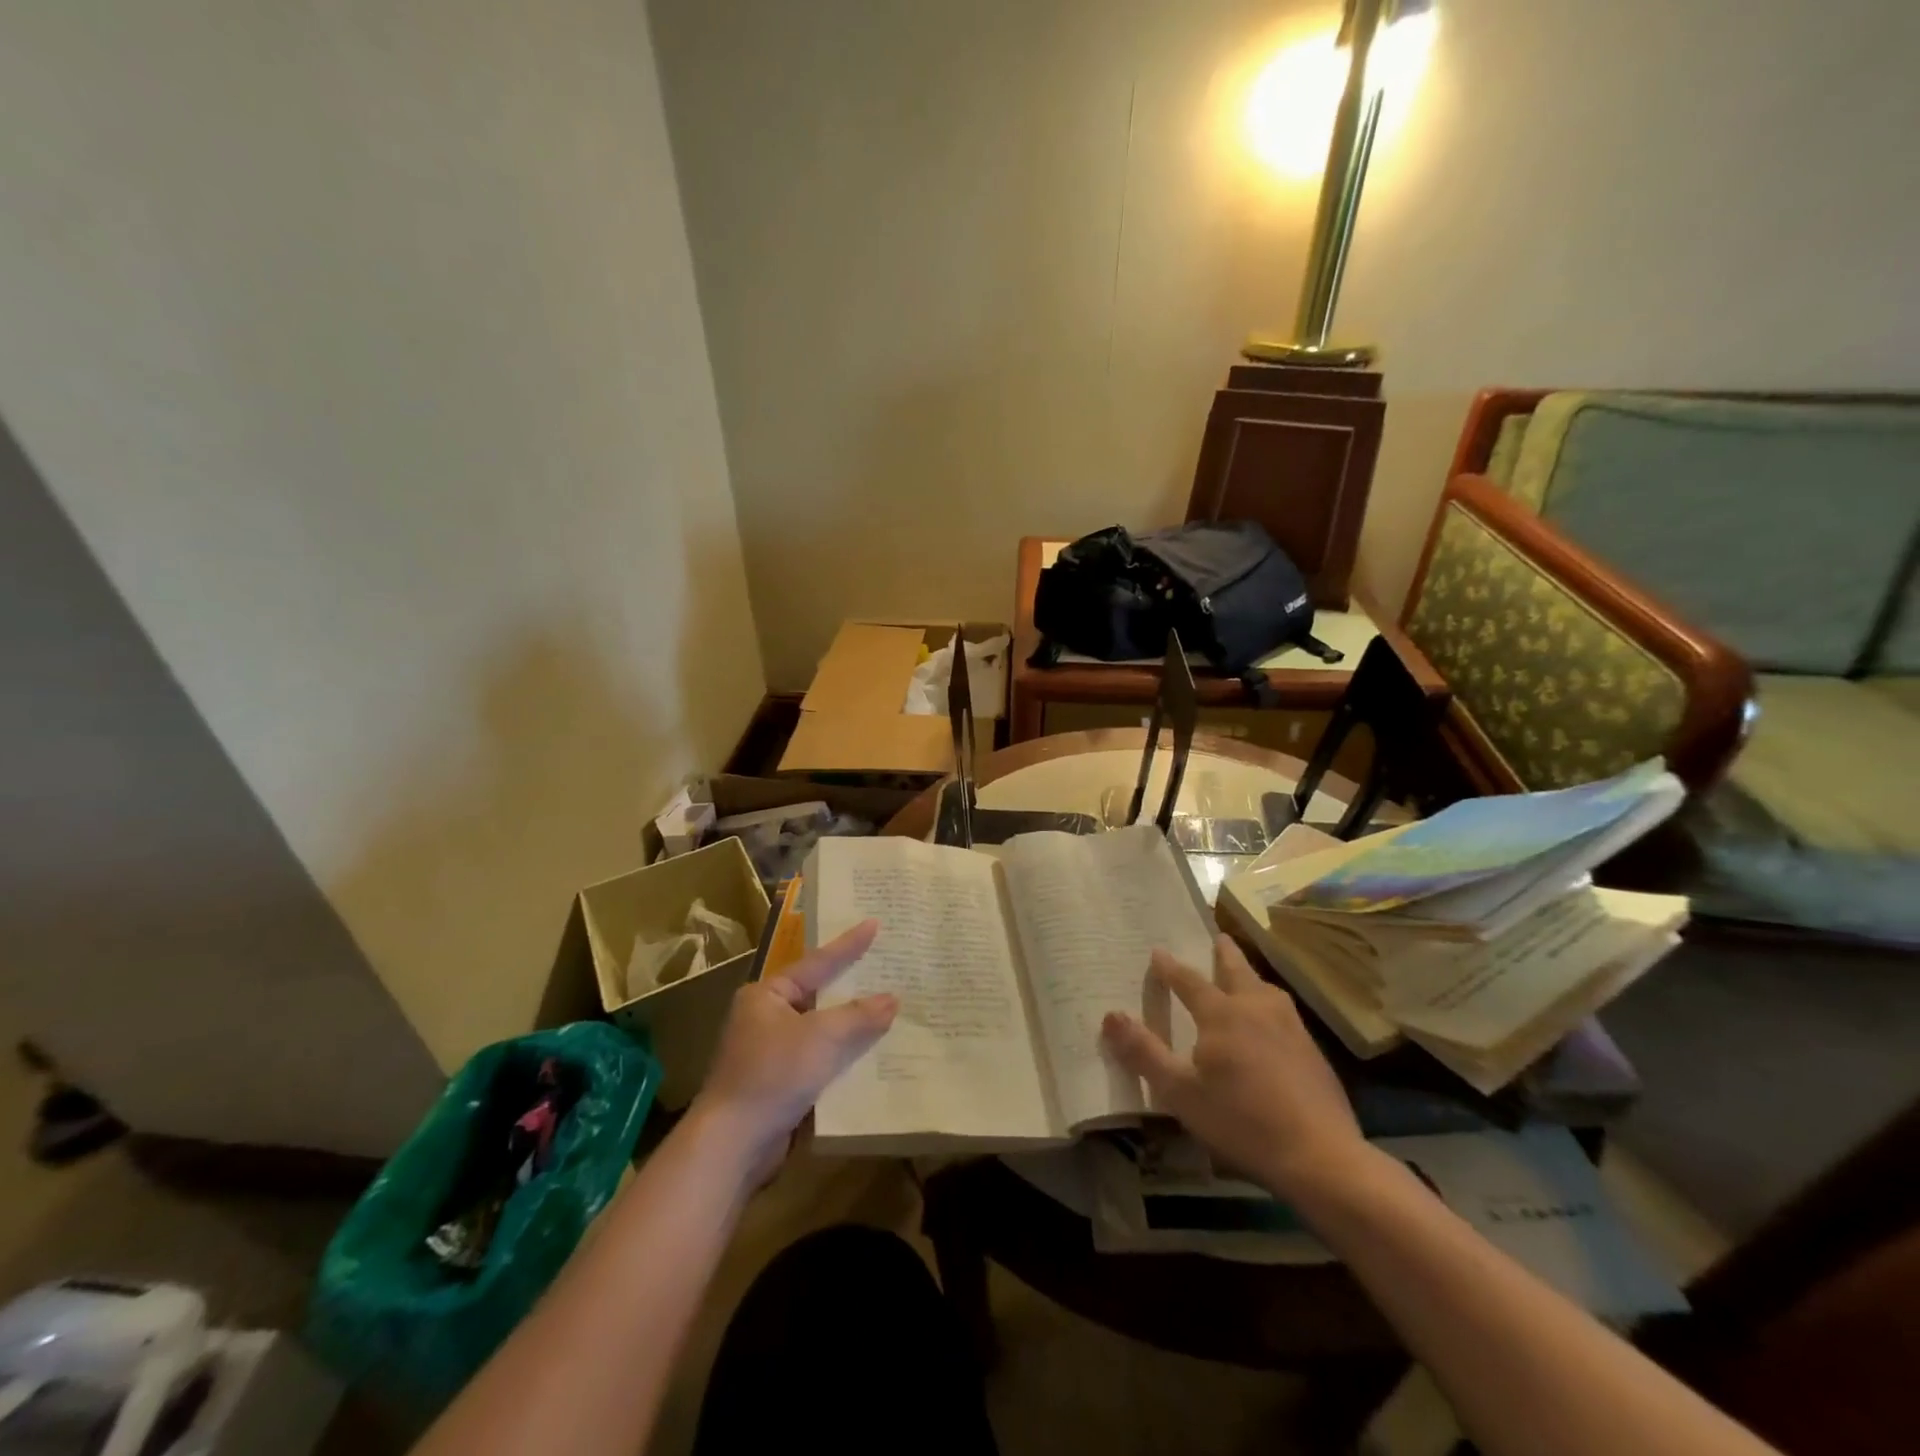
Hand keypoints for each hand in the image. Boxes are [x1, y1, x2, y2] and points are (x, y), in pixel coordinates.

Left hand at [692, 919, 896, 1178]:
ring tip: (889, 1009)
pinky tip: (871, 1056)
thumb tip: (892, 999)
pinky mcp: (779, 1084)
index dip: (848, 945)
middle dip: (853, 987)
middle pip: (819, 995)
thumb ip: (859, 1015)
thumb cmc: (773, 1074)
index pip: (816, 963)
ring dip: (851, 1026)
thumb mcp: (822, 1037)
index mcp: (767, 994)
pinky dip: (842, 1057)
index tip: (874, 923)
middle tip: (886, 965)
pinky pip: (819, 1059)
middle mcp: (766, 1017)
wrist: (733, 1145)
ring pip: (821, 1030)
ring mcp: (771, 1052)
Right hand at [1102, 934, 1368, 1201]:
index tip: (1158, 951)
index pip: (1188, 980)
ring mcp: (1290, 1027)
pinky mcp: (1312, 1050)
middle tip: (1217, 936)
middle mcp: (1257, 1008)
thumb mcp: (1180, 1092)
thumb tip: (1110, 1015)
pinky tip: (1271, 1021)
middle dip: (1223, 952)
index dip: (1170, 967)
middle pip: (1236, 970)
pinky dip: (1268, 1002)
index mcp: (1222, 1013)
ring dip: (1249, 976)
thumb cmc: (1241, 1120)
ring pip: (1265, 988)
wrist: (1321, 1156)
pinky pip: (1283, 1011)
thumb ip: (1144, 1052)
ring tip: (1243, 975)